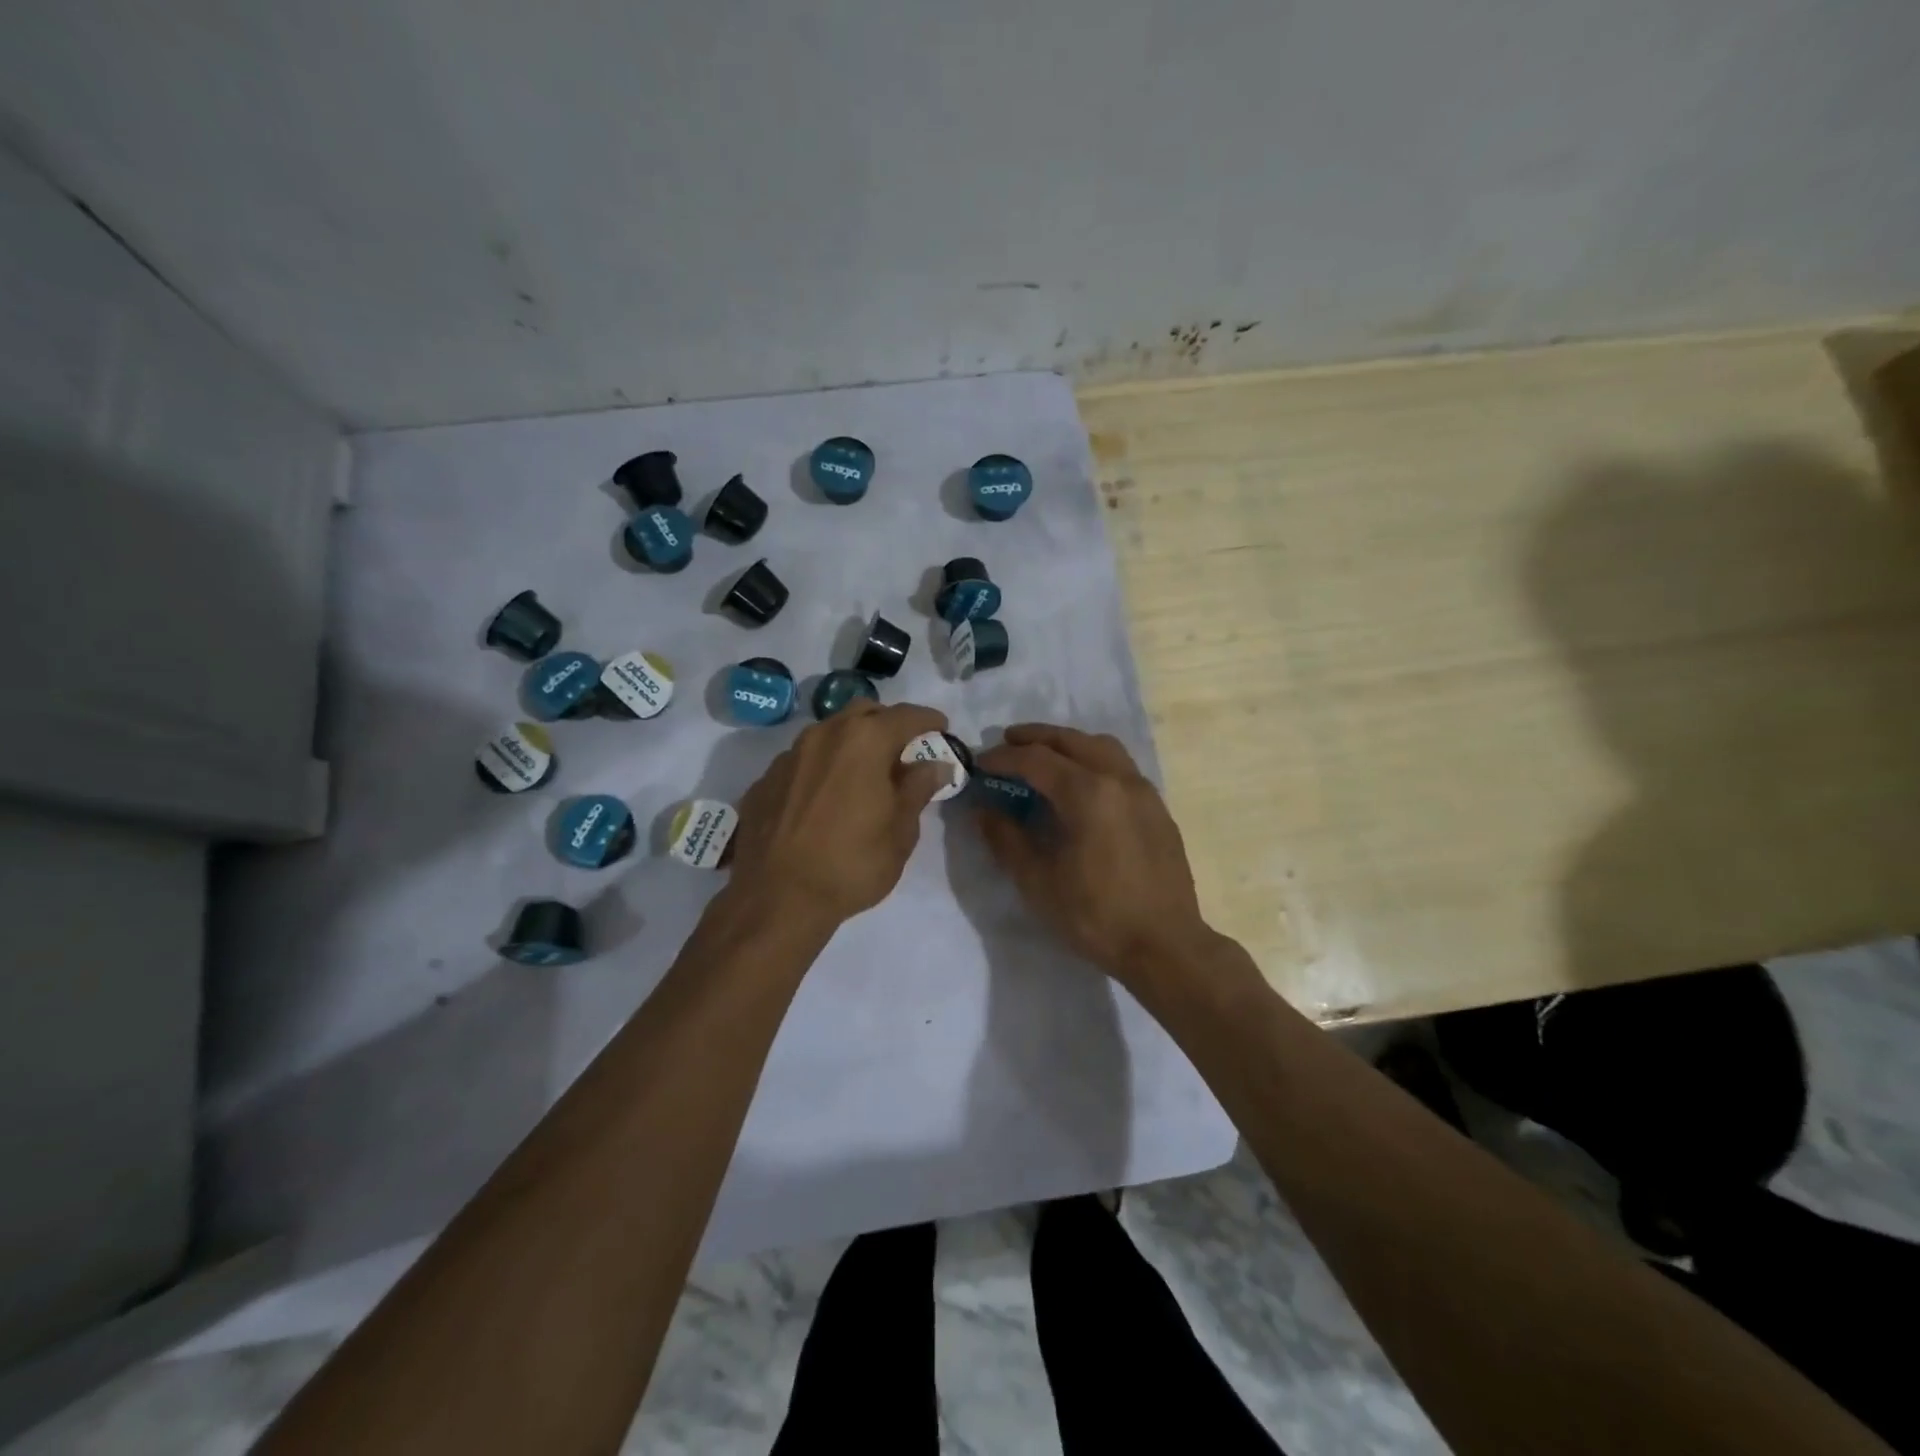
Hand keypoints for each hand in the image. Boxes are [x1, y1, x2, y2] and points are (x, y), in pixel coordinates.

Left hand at [728, 700, 951, 926]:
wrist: (776, 898)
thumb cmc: (852, 863)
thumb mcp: (900, 831)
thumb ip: (918, 788)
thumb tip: (936, 764)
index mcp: (864, 740)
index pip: (906, 716)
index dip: (928, 720)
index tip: (942, 728)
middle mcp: (823, 735)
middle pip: (863, 713)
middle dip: (887, 724)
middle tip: (903, 751)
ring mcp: (788, 756)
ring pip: (828, 734)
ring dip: (851, 744)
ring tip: (863, 775)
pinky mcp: (764, 781)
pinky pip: (802, 762)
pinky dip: (821, 769)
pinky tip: (825, 799)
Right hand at [972, 725, 1216, 989]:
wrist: (1164, 945)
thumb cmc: (1094, 915)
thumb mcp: (1037, 881)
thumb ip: (1006, 839)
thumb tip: (984, 810)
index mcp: (1086, 793)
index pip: (1035, 759)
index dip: (1003, 757)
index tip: (980, 763)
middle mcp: (1118, 779)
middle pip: (1071, 740)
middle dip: (1035, 737)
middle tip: (1007, 742)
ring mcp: (1143, 791)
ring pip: (1102, 747)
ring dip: (1069, 743)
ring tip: (1045, 755)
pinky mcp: (1158, 808)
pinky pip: (1121, 767)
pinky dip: (1093, 760)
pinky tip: (1082, 785)